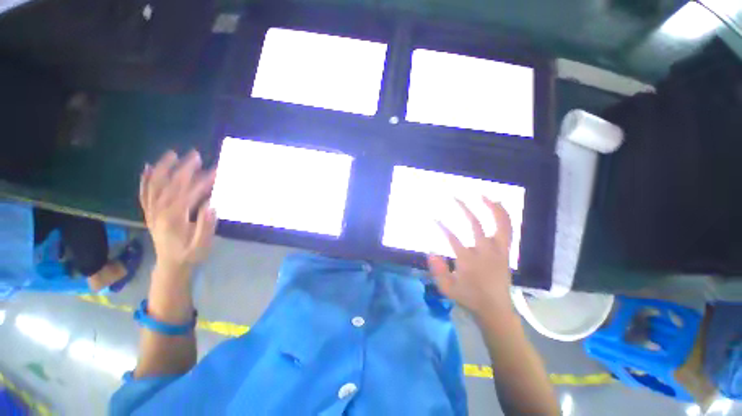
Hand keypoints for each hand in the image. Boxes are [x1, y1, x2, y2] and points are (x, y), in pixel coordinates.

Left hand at [139, 150, 216, 270]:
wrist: (170, 266)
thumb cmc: (190, 254)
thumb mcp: (202, 244)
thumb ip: (206, 225)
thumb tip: (211, 205)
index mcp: (174, 217)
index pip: (188, 193)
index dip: (203, 181)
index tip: (216, 170)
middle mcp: (159, 211)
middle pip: (170, 184)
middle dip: (183, 168)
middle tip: (196, 155)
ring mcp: (151, 211)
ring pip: (153, 185)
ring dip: (162, 168)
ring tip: (172, 154)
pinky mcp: (149, 213)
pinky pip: (144, 193)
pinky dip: (145, 180)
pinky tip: (147, 168)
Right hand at [427, 197, 513, 317]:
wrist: (496, 310)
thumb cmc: (469, 298)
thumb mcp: (447, 288)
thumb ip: (437, 270)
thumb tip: (430, 250)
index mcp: (469, 261)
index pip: (452, 238)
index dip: (441, 226)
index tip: (433, 218)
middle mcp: (485, 252)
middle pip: (476, 225)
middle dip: (464, 209)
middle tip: (454, 197)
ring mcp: (499, 251)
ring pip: (499, 224)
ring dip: (491, 208)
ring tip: (482, 195)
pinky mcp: (506, 252)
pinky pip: (508, 230)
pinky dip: (504, 216)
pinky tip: (499, 206)